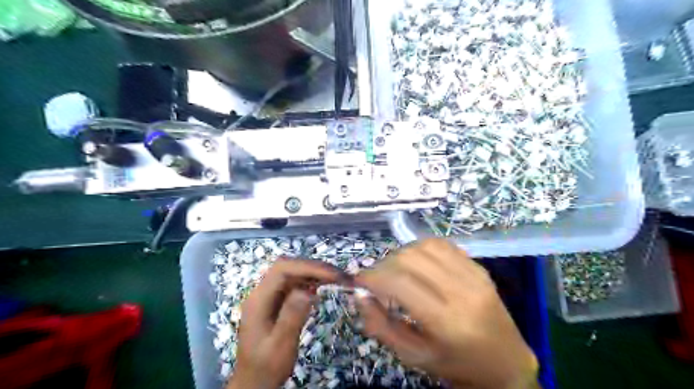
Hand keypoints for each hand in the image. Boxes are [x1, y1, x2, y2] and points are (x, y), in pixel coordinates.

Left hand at [229, 258, 343, 388]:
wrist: (254, 382)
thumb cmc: (266, 366)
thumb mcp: (280, 346)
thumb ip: (292, 317)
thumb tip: (308, 290)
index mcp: (259, 299)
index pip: (283, 269)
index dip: (308, 267)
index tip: (332, 275)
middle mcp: (263, 292)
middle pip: (288, 267)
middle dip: (314, 267)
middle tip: (339, 276)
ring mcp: (270, 295)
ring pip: (293, 273)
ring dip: (315, 272)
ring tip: (336, 279)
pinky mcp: (277, 301)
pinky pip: (294, 283)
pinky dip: (311, 281)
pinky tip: (323, 286)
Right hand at [354, 239, 538, 386]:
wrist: (506, 363)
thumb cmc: (456, 365)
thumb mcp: (414, 357)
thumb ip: (381, 326)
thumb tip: (359, 295)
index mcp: (446, 321)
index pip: (400, 283)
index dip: (373, 276)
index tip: (359, 280)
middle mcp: (462, 291)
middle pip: (411, 259)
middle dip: (384, 264)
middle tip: (376, 278)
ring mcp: (474, 275)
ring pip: (425, 246)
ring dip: (401, 254)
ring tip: (395, 270)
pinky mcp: (479, 267)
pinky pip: (443, 245)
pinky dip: (421, 248)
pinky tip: (417, 262)